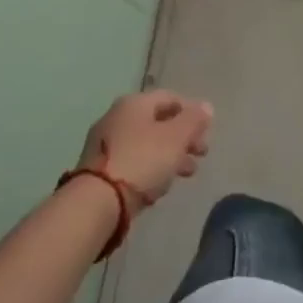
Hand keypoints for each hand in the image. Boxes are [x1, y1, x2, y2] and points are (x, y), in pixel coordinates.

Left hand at [75, 90, 213, 211]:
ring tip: (186, 174)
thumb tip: (206, 107)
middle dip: (183, 138)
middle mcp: (117, 117)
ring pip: (146, 144)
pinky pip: (133, 163)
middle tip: (201, 155)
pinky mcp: (99, 170)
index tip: (206, 132)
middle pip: (158, 122)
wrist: (96, 203)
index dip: (192, 112)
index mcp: (135, 103)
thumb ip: (194, 120)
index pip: (171, 98)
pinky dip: (150, 169)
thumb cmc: (142, 160)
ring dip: (170, 156)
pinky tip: (159, 187)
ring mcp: (105, 144)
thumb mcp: (176, 137)